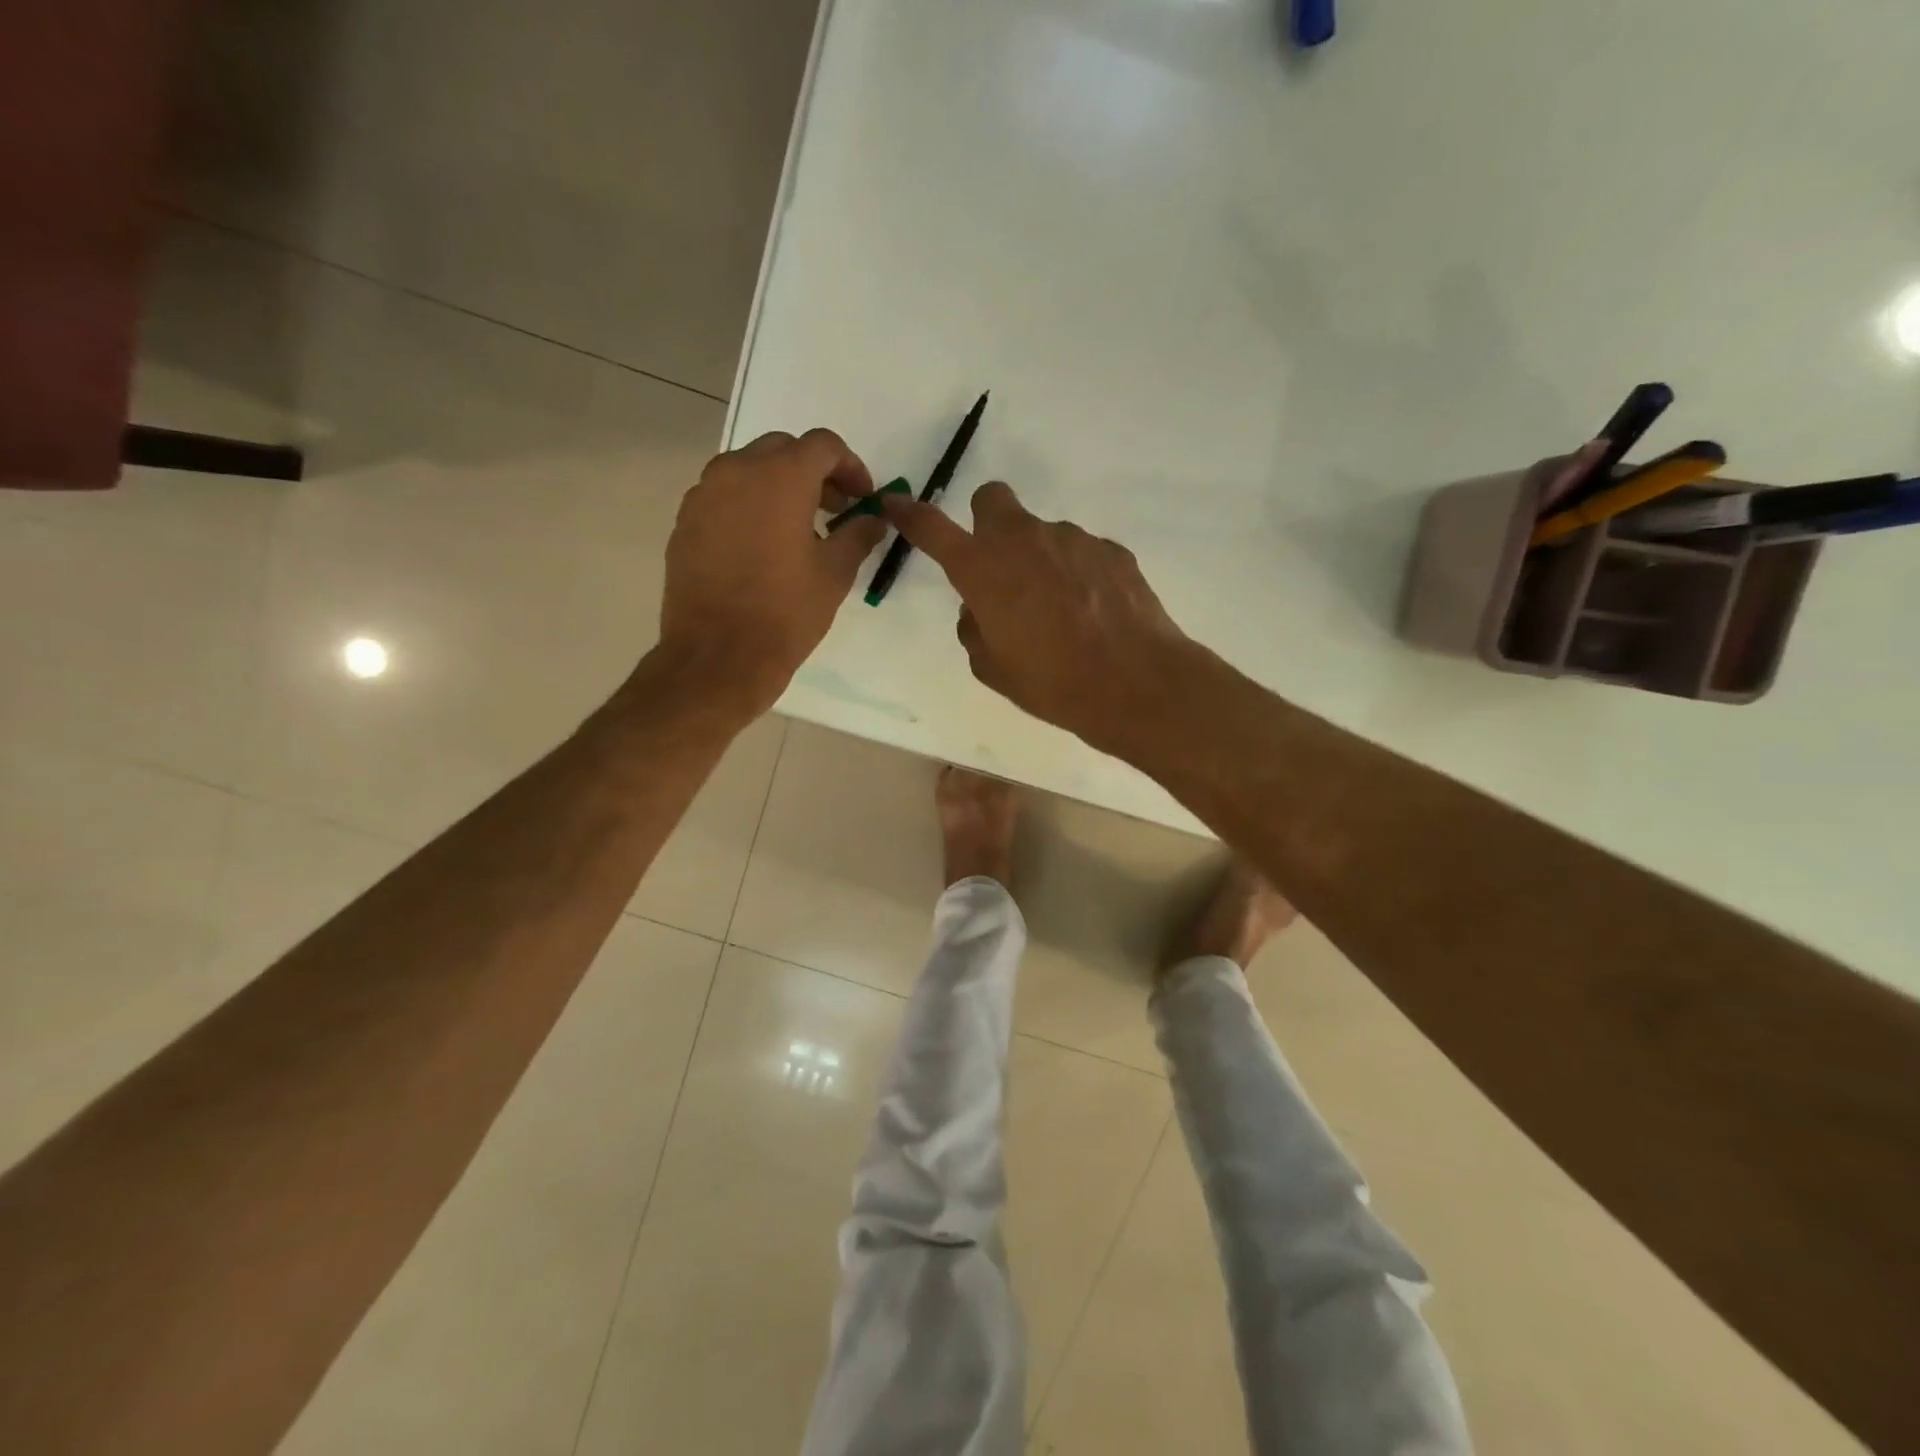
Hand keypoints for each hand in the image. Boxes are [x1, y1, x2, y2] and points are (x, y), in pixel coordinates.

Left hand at [655, 429, 886, 716]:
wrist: (718, 657)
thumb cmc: (786, 613)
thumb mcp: (835, 574)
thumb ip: (858, 535)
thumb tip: (873, 520)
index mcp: (780, 477)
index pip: (823, 446)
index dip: (851, 467)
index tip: (863, 498)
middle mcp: (736, 471)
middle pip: (783, 450)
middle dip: (813, 472)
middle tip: (834, 509)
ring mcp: (704, 494)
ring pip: (748, 470)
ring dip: (778, 486)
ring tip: (798, 528)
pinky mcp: (685, 522)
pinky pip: (723, 497)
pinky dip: (748, 506)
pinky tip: (761, 546)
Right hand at [882, 482, 1199, 760]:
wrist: (1134, 683)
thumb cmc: (1052, 682)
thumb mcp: (992, 668)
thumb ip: (974, 629)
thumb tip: (980, 608)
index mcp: (982, 569)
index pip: (932, 528)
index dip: (910, 515)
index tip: (895, 504)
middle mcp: (1024, 539)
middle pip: (992, 500)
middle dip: (986, 523)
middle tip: (1000, 567)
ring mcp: (1072, 538)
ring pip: (1042, 533)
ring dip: (1039, 559)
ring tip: (1061, 612)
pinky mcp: (1111, 549)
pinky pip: (1080, 553)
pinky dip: (1077, 574)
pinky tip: (1093, 612)